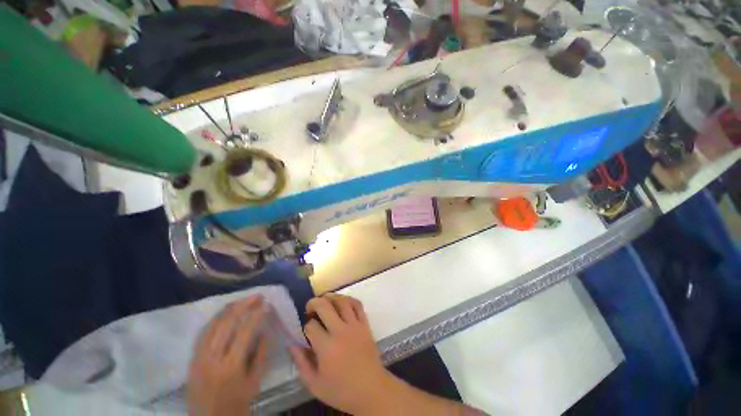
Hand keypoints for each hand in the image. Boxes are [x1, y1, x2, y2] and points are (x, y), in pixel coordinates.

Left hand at [187, 296, 267, 415]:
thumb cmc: (236, 403)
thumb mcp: (255, 381)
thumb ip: (261, 354)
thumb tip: (265, 330)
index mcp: (231, 366)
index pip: (245, 331)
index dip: (256, 314)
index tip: (266, 304)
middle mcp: (212, 358)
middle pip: (227, 323)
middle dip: (244, 305)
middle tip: (257, 296)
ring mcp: (199, 357)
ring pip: (213, 324)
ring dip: (229, 308)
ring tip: (243, 300)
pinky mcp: (192, 359)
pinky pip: (204, 332)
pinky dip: (216, 319)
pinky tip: (226, 313)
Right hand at [289, 294, 396, 414]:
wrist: (371, 389)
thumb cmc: (341, 390)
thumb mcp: (314, 384)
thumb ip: (301, 363)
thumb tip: (292, 344)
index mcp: (326, 347)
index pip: (311, 326)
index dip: (305, 326)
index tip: (306, 332)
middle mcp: (340, 331)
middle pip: (325, 306)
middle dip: (314, 303)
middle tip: (310, 308)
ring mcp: (355, 325)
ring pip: (342, 301)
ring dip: (331, 297)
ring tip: (325, 300)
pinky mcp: (365, 324)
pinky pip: (357, 304)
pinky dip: (349, 299)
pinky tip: (342, 302)